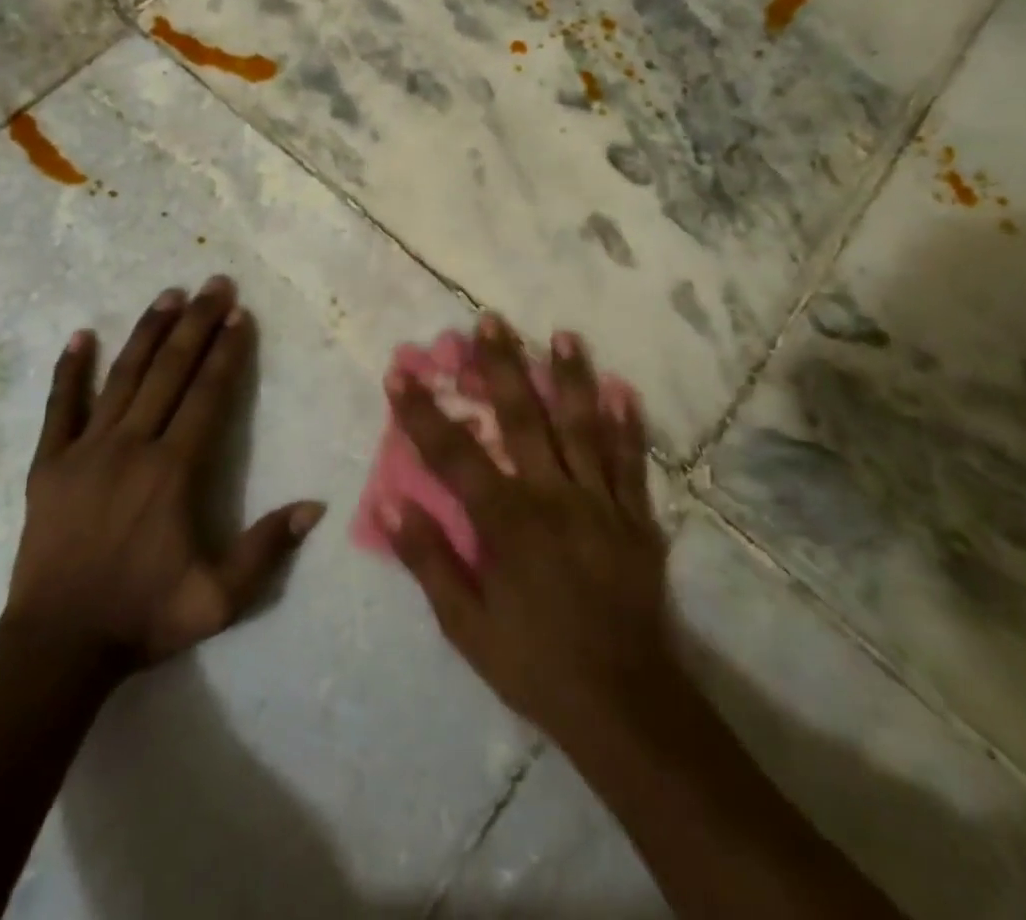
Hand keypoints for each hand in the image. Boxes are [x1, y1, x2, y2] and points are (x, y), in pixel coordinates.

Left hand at [5, 276, 324, 671]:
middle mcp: (132, 446)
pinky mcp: (49, 465)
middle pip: (170, 372)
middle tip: (215, 284)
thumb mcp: (219, 598)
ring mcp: (86, 451)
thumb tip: (315, 506)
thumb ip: (266, 549)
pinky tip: (80, 336)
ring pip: (122, 377)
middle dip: (196, 324)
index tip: (240, 315)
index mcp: (173, 471)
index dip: (227, 352)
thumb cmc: (143, 617)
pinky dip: (69, 371)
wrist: (56, 649)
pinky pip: (59, 408)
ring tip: (169, 294)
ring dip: (148, 333)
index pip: (207, 396)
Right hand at [381, 316, 675, 745]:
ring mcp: (600, 502)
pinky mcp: (635, 518)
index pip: (454, 454)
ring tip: (564, 334)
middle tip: (490, 321)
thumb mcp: (466, 626)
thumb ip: (429, 559)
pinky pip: (631, 462)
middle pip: (523, 418)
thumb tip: (390, 502)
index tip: (400, 371)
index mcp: (508, 521)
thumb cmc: (534, 663)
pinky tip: (623, 389)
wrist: (624, 704)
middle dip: (502, 366)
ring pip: (582, 427)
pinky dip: (627, 424)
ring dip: (571, 377)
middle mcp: (553, 496)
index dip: (422, 411)